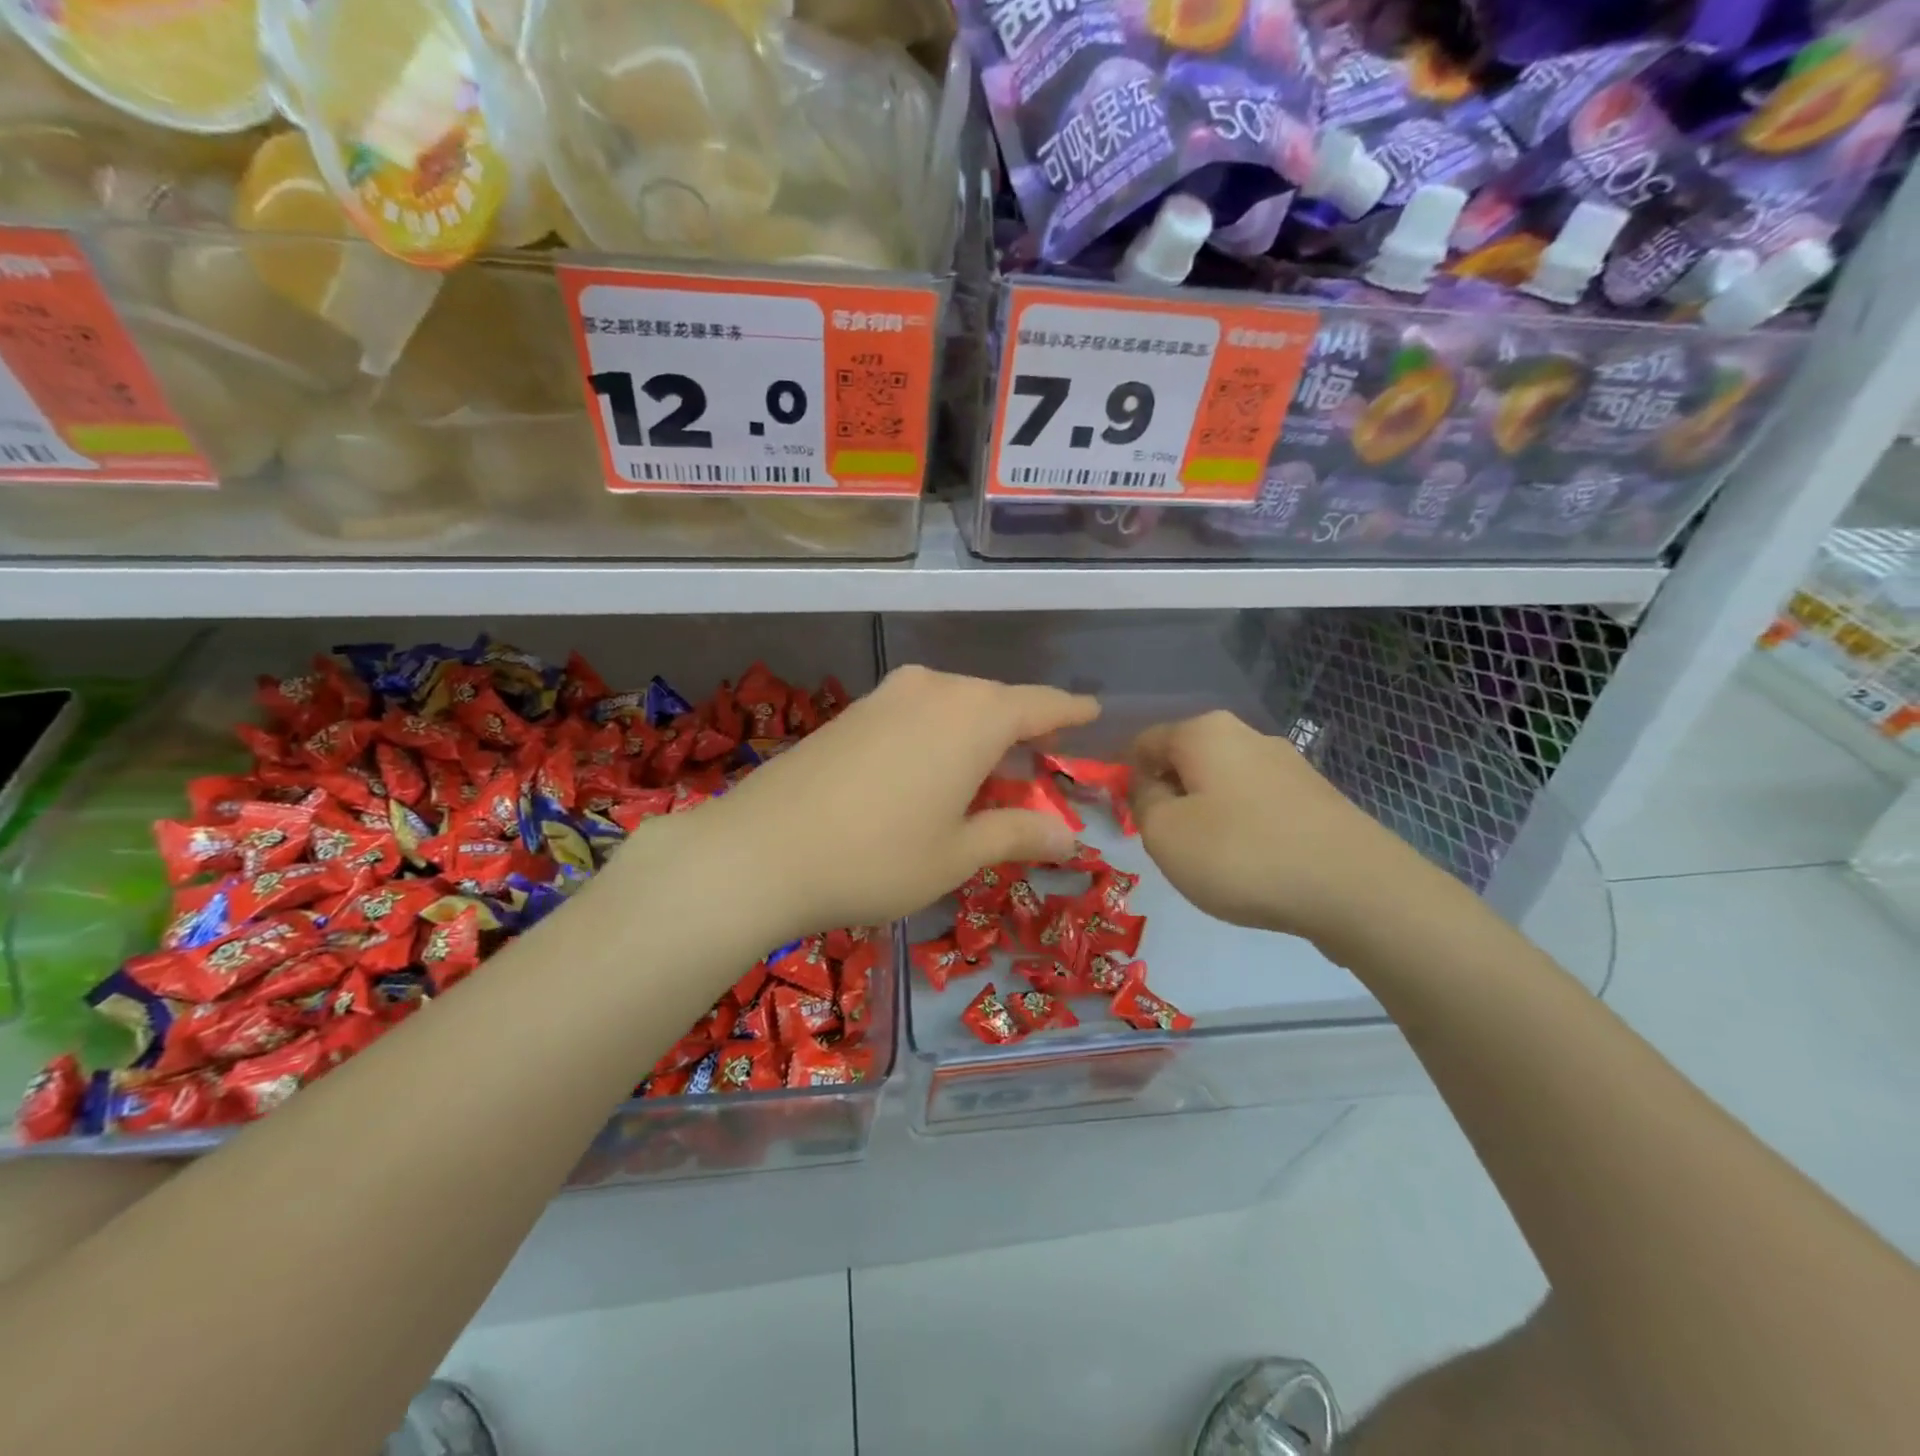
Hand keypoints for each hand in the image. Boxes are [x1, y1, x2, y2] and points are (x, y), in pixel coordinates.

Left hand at [627, 666, 1097, 942]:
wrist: (759, 850)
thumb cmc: (877, 858)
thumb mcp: (957, 854)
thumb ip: (1017, 834)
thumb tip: (1070, 838)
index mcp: (975, 717)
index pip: (1041, 705)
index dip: (1070, 711)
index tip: (1092, 713)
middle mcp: (935, 689)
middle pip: (996, 702)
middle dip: (1024, 729)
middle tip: (1042, 761)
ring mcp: (888, 695)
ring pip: (955, 704)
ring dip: (979, 732)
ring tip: (989, 769)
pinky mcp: (853, 711)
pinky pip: (918, 712)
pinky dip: (940, 733)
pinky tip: (932, 768)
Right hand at [1129, 710, 1434, 944]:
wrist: (1356, 889)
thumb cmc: (1241, 854)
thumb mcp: (1164, 833)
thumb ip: (1141, 801)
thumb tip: (1148, 784)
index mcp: (1204, 732)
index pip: (1144, 741)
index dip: (1124, 774)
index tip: (1123, 815)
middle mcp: (1247, 735)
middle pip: (1186, 759)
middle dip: (1168, 794)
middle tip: (1165, 841)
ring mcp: (1288, 764)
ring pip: (1222, 782)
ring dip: (1204, 812)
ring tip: (1210, 859)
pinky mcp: (1316, 797)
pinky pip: (1257, 804)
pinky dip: (1241, 826)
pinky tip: (1251, 863)